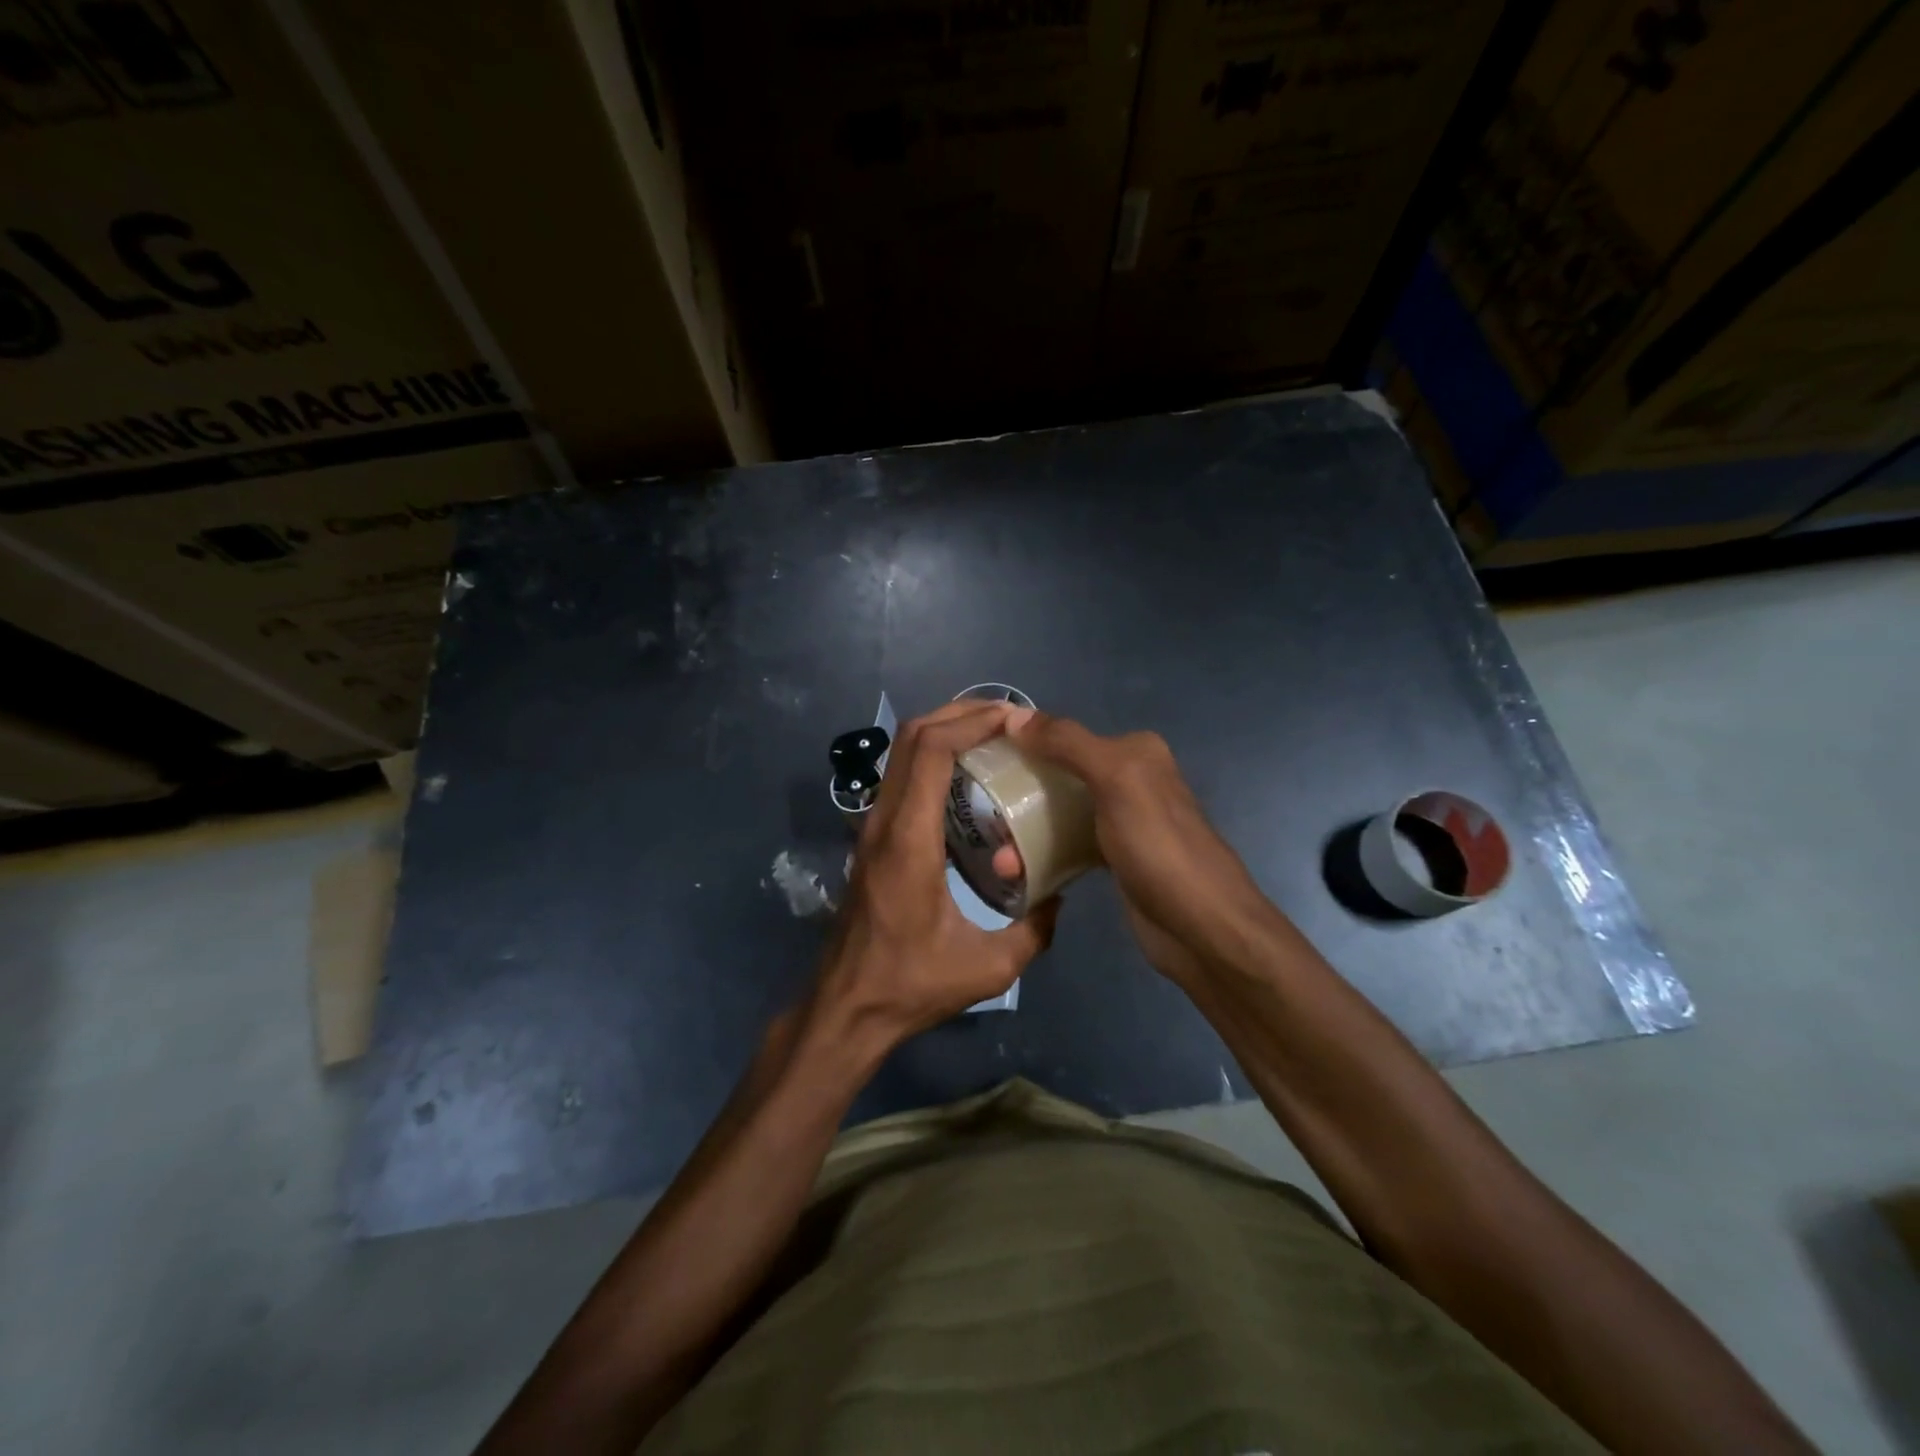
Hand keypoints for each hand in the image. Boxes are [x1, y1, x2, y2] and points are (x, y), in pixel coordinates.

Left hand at [807, 700, 1059, 1058]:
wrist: (846, 1008)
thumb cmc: (911, 985)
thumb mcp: (989, 968)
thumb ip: (1034, 931)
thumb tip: (1059, 898)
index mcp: (910, 840)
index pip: (931, 751)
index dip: (971, 722)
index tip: (1013, 718)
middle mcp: (884, 822)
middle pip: (912, 738)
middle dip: (959, 714)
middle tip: (1007, 718)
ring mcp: (872, 829)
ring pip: (901, 755)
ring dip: (943, 733)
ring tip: (991, 738)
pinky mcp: (871, 841)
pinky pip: (901, 779)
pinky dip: (932, 760)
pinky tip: (967, 780)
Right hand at [1007, 711, 1276, 984]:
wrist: (1203, 928)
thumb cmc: (1159, 846)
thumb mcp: (1115, 779)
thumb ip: (1066, 743)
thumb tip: (1013, 716)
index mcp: (1134, 750)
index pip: (1065, 734)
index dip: (1023, 744)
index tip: (980, 762)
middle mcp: (1129, 779)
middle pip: (1058, 775)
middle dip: (1018, 797)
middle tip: (985, 820)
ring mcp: (1122, 822)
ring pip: (1060, 815)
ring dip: (1025, 834)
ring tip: (1001, 864)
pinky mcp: (1115, 860)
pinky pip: (1068, 847)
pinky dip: (1043, 857)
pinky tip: (1019, 874)